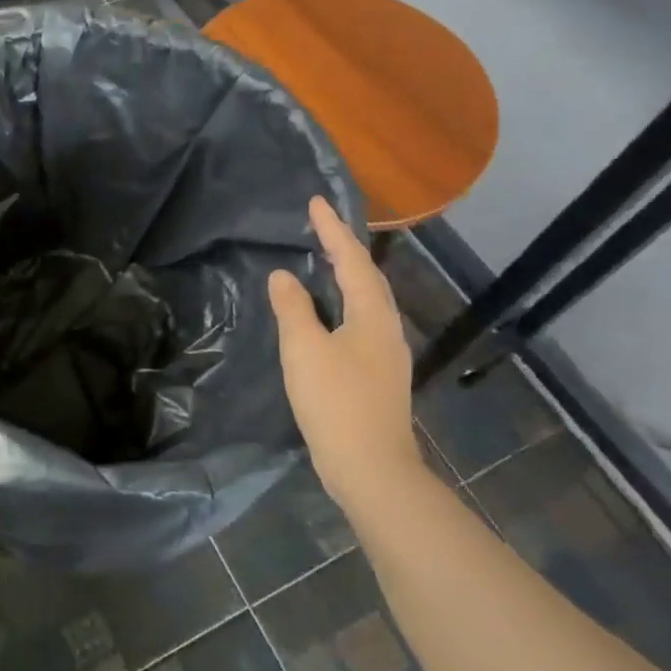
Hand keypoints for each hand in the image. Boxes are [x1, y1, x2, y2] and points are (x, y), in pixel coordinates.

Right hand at [268, 198, 422, 515]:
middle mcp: (386, 327)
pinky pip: (361, 322)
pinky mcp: (378, 374)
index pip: (352, 260)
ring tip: (324, 260)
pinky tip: (328, 314)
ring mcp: (386, 353)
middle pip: (367, 277)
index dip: (332, 230)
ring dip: (346, 275)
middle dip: (344, 248)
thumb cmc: (336, 401)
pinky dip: (344, 304)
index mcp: (372, 314)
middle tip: (319, 226)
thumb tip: (284, 276)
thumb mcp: (304, 349)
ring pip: (367, 301)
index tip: (315, 202)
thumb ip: (293, 308)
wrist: (371, 467)